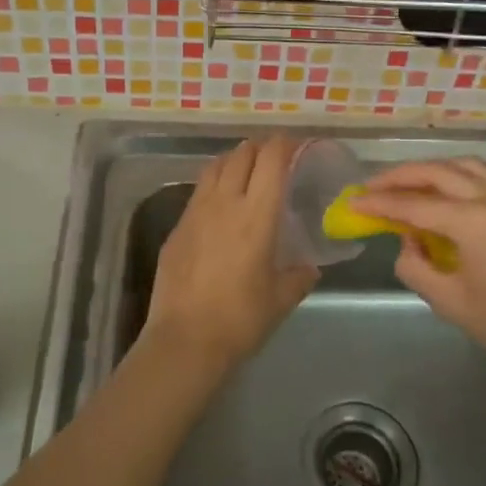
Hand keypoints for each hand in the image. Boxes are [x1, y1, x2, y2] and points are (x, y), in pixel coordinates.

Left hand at [143, 136, 317, 374]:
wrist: (185, 340)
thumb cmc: (241, 319)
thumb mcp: (281, 299)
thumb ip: (299, 277)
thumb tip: (309, 267)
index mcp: (256, 215)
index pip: (271, 160)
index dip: (285, 145)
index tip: (296, 145)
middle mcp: (225, 203)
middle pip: (241, 154)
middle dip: (260, 148)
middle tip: (274, 156)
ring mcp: (195, 212)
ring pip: (215, 167)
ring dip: (234, 160)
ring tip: (246, 170)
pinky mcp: (176, 227)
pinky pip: (198, 192)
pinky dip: (214, 184)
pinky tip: (220, 203)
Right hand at [354, 159, 485, 381]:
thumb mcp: (453, 304)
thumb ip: (417, 269)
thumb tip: (407, 246)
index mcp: (472, 220)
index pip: (413, 205)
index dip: (378, 204)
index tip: (351, 203)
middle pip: (436, 172)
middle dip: (400, 176)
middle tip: (371, 188)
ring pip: (462, 167)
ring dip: (429, 171)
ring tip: (404, 187)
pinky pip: (481, 178)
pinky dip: (454, 178)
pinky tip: (442, 197)